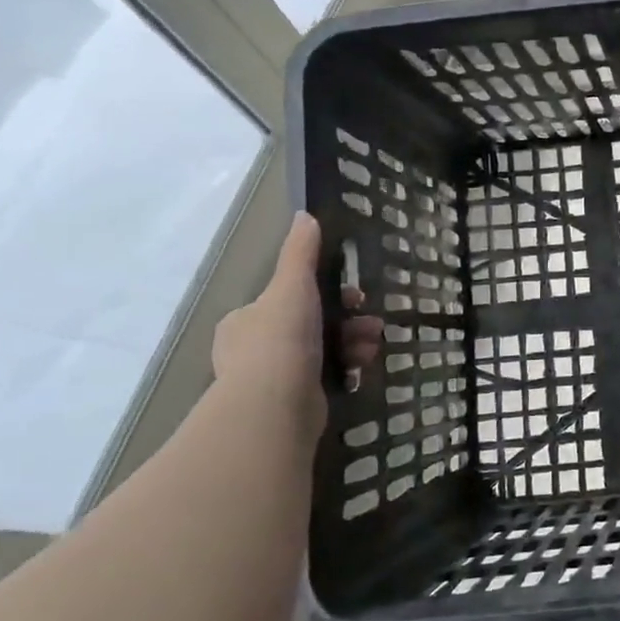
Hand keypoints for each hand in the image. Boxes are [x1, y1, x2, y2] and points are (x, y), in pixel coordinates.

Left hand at [211, 212, 382, 436]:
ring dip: (354, 342)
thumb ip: (300, 253)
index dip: (326, 293)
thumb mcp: (292, 286)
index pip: (289, 298)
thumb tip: (306, 215)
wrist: (276, 405)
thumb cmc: (281, 339)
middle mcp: (255, 348)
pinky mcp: (296, 401)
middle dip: (348, 320)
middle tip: (372, 321)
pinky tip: (363, 366)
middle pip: (313, 323)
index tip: (354, 295)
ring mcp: (275, 377)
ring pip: (325, 349)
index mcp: (246, 320)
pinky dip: (348, 367)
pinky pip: (328, 375)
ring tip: (373, 345)